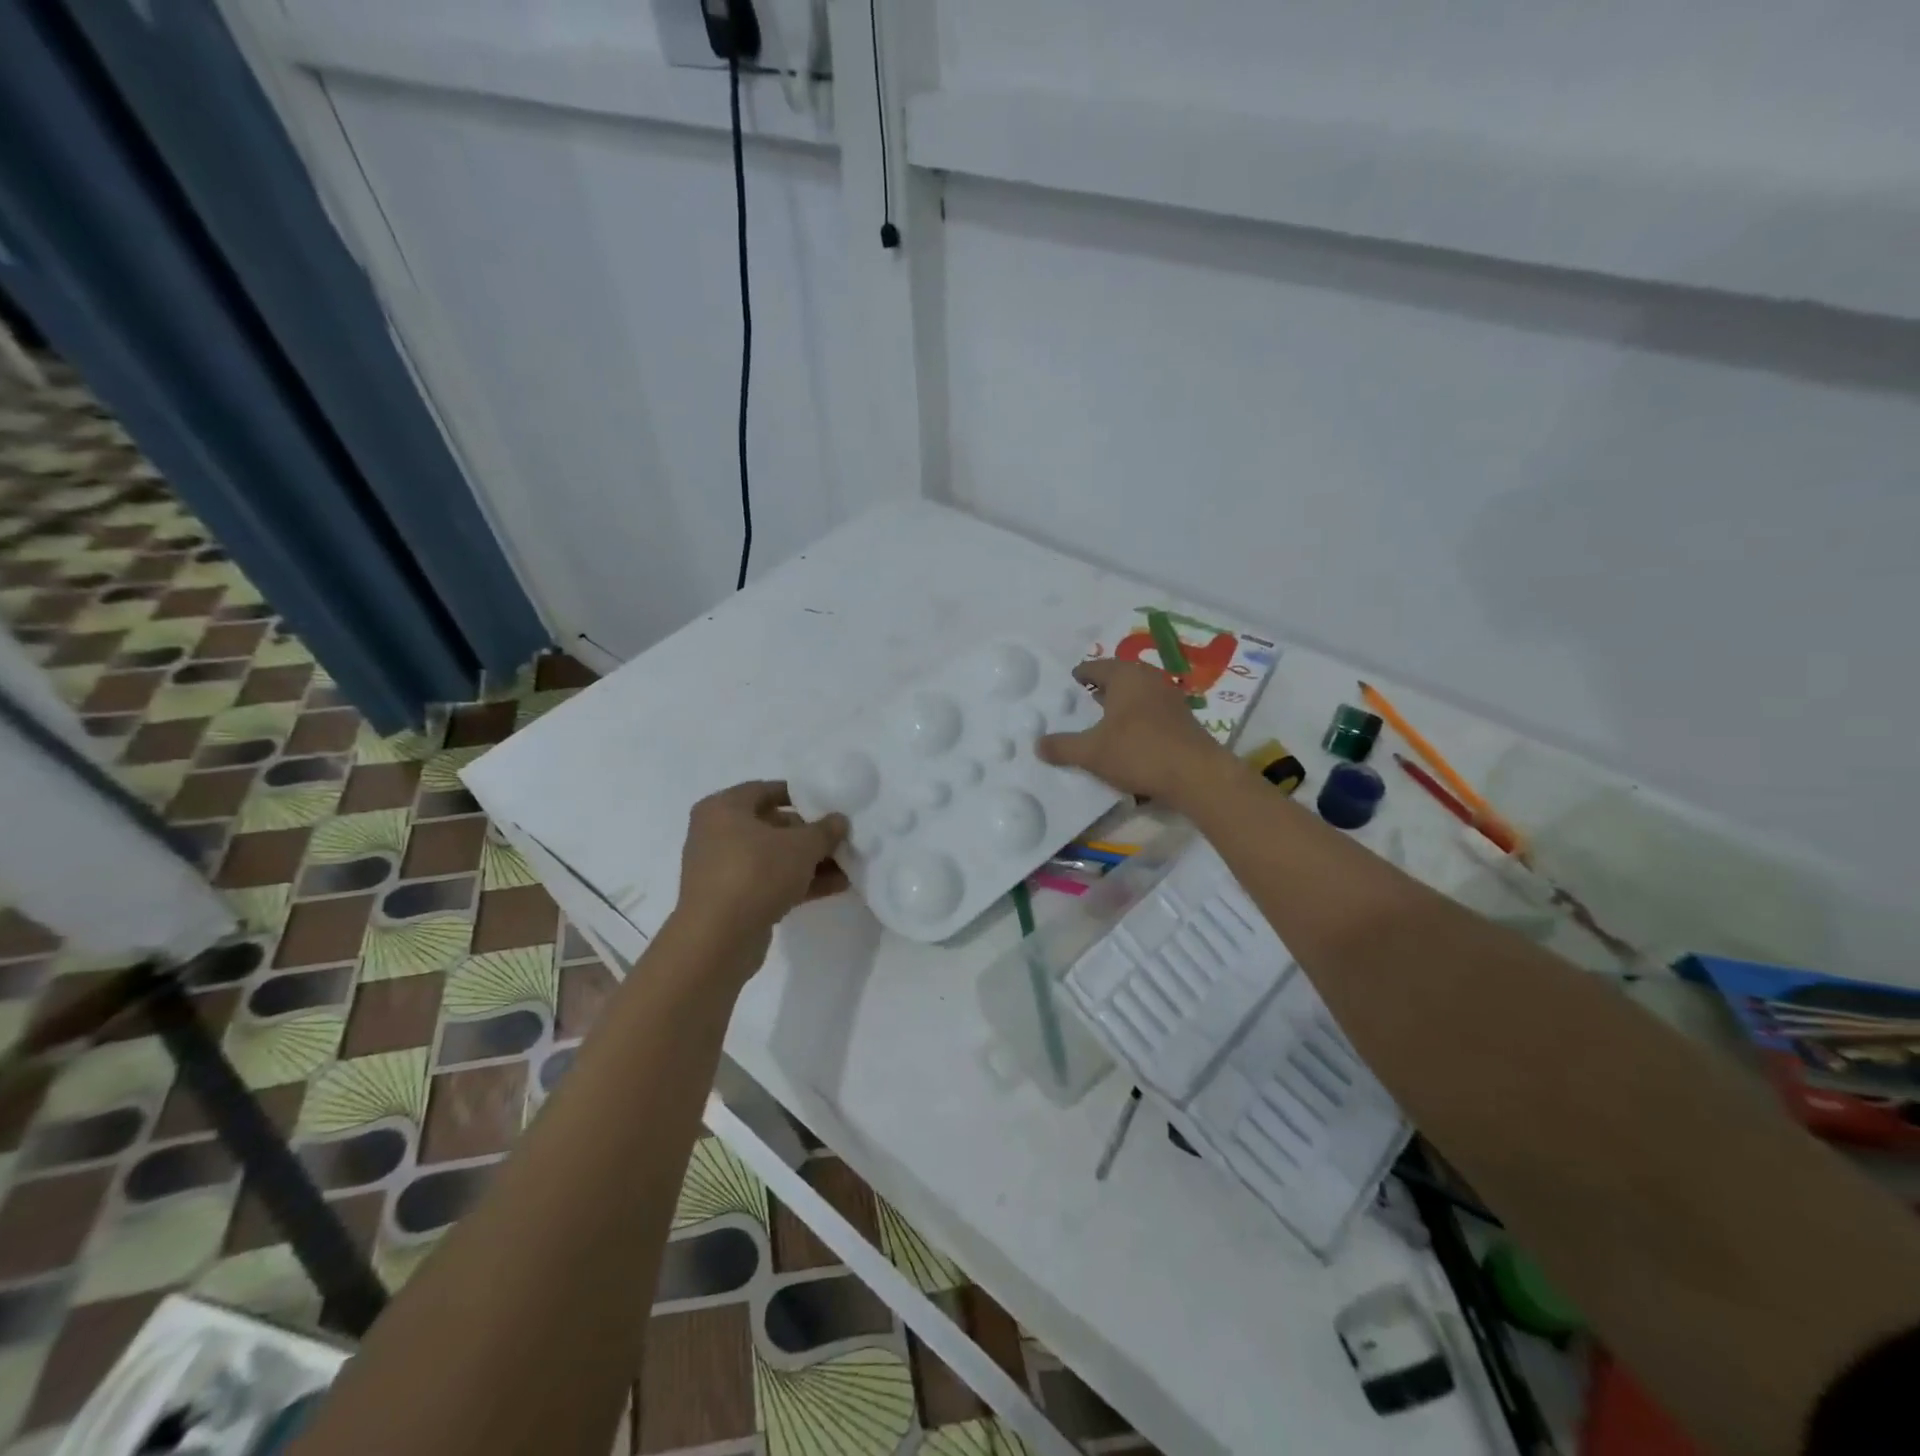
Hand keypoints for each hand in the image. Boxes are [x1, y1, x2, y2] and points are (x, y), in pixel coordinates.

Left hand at [671, 781, 848, 968]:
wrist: (718, 939)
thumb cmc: (756, 873)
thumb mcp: (801, 846)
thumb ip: (824, 830)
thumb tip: (839, 820)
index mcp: (723, 808)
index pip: (766, 790)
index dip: (800, 795)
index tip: (828, 804)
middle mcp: (716, 834)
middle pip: (771, 826)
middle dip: (809, 835)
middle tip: (840, 839)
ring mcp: (722, 869)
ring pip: (773, 858)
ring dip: (809, 862)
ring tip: (847, 866)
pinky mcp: (731, 900)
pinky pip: (769, 882)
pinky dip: (798, 883)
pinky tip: (835, 887)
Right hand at [1037, 659, 1234, 807]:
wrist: (1196, 775)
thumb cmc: (1138, 752)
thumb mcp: (1091, 752)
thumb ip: (1062, 747)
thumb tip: (1037, 744)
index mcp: (1126, 677)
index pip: (1098, 667)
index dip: (1083, 673)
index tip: (1073, 678)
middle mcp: (1150, 679)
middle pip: (1122, 676)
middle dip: (1105, 685)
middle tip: (1088, 694)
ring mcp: (1171, 698)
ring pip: (1140, 692)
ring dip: (1123, 701)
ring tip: (1107, 714)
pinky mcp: (1184, 719)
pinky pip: (1153, 709)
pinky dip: (1139, 715)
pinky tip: (1132, 733)